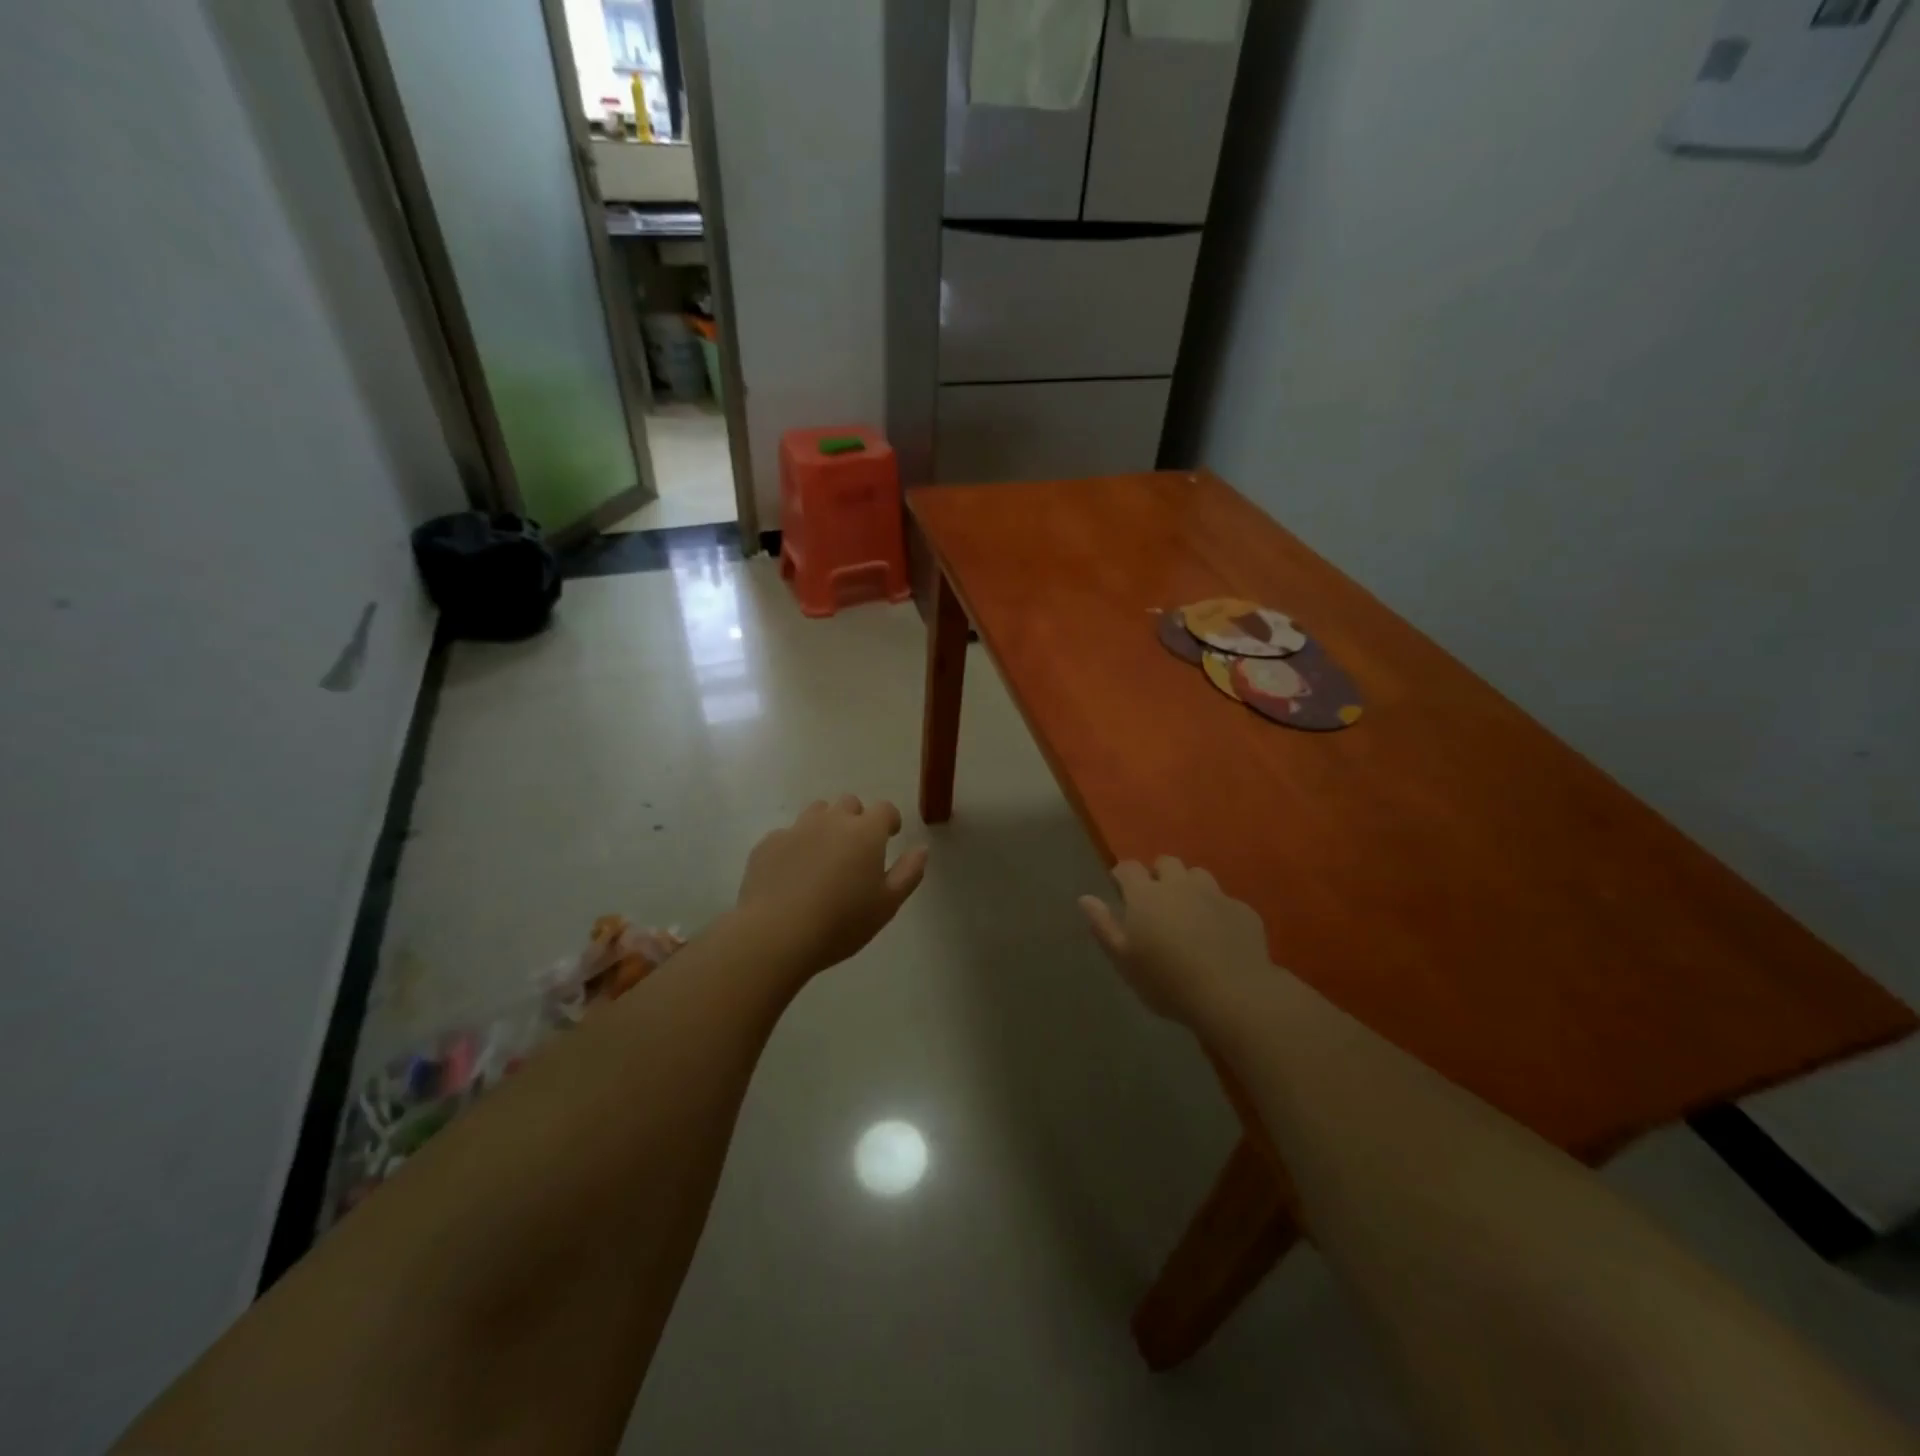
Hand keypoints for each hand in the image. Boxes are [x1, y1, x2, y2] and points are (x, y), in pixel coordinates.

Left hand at [735, 796, 927, 977]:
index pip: (884, 809)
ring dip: (825, 825)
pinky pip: (787, 835)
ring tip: (824, 856)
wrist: (777, 934)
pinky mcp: (768, 844)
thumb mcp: (887, 904)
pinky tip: (792, 874)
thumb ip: (909, 872)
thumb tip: (922, 848)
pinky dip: (795, 846)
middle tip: (856, 849)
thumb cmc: (841, 922)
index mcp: (865, 832)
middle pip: (849, 803)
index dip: (889, 820)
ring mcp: (796, 829)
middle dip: (856, 819)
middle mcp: (831, 821)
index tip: (890, 836)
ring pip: (816, 813)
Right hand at [1079, 858, 1272, 1025]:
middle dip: (1158, 875)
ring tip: (1188, 913)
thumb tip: (1085, 898)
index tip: (1120, 891)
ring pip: (1197, 875)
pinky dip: (1217, 910)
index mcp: (1146, 895)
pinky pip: (1225, 900)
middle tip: (1156, 903)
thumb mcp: (1124, 961)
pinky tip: (1219, 934)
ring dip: (1189, 887)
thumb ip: (1103, 926)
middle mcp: (1179, 885)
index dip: (1122, 875)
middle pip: (1166, 863)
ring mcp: (1214, 894)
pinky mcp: (1242, 910)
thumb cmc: (1167, 981)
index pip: (1128, 868)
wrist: (1232, 994)